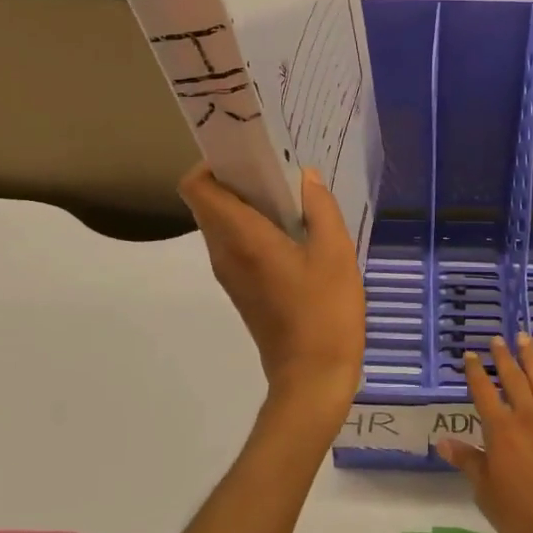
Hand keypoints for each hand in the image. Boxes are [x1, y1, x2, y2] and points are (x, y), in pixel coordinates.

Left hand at [179, 163, 364, 433]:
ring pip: (222, 223)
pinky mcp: (241, 289)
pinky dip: (253, 227)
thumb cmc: (325, 312)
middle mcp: (224, 252)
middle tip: (278, 171)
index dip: (213, 163)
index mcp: (241, 238)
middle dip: (236, 178)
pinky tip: (294, 232)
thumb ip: (320, 208)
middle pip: (208, 201)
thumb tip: (305, 177)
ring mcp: (230, 273)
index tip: (249, 154)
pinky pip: (235, 244)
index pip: (197, 187)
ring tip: (291, 199)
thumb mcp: (335, 253)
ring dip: (247, 203)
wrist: (312, 378)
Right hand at [439, 334, 532, 532]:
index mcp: (501, 431)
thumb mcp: (485, 492)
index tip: (470, 355)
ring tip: (525, 338)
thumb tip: (442, 441)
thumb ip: (467, 461)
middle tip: (497, 339)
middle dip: (503, 357)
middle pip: (513, 379)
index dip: (475, 372)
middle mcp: (527, 418)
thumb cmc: (522, 518)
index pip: (483, 392)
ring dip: (532, 358)